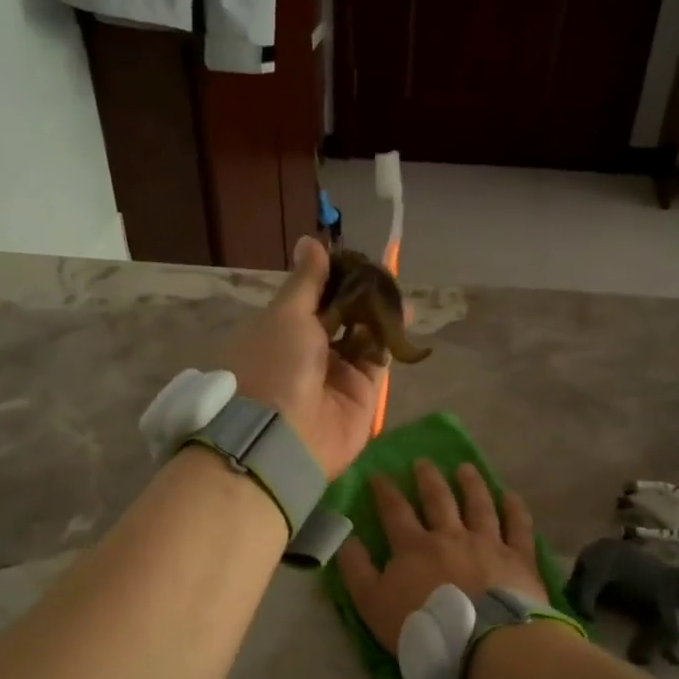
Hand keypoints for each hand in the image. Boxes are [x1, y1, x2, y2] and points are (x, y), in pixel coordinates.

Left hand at [222, 237, 379, 478]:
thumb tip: (311, 241)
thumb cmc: (275, 365)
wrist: (283, 437)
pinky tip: (403, 317)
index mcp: (279, 331)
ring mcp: (334, 375)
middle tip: (382, 273)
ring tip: (397, 292)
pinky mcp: (361, 395)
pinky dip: (389, 339)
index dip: (332, 277)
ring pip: (362, 336)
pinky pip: (378, 361)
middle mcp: (306, 352)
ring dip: (378, 314)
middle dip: (360, 295)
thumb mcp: (286, 314)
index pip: (310, 298)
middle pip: (340, 316)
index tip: (353, 258)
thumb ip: (307, 281)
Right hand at [337, 460, 545, 652]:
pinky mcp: (518, 558)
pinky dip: (514, 509)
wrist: (483, 643)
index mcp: (414, 546)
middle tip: (423, 461)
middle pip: (438, 499)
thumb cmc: (423, 626)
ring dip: (471, 484)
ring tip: (465, 468)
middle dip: (427, 478)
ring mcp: (488, 543)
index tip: (378, 474)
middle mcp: (451, 535)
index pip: (395, 511)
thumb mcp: (373, 604)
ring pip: (479, 505)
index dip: (384, 491)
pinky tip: (510, 496)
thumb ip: (356, 569)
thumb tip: (345, 538)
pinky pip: (518, 526)